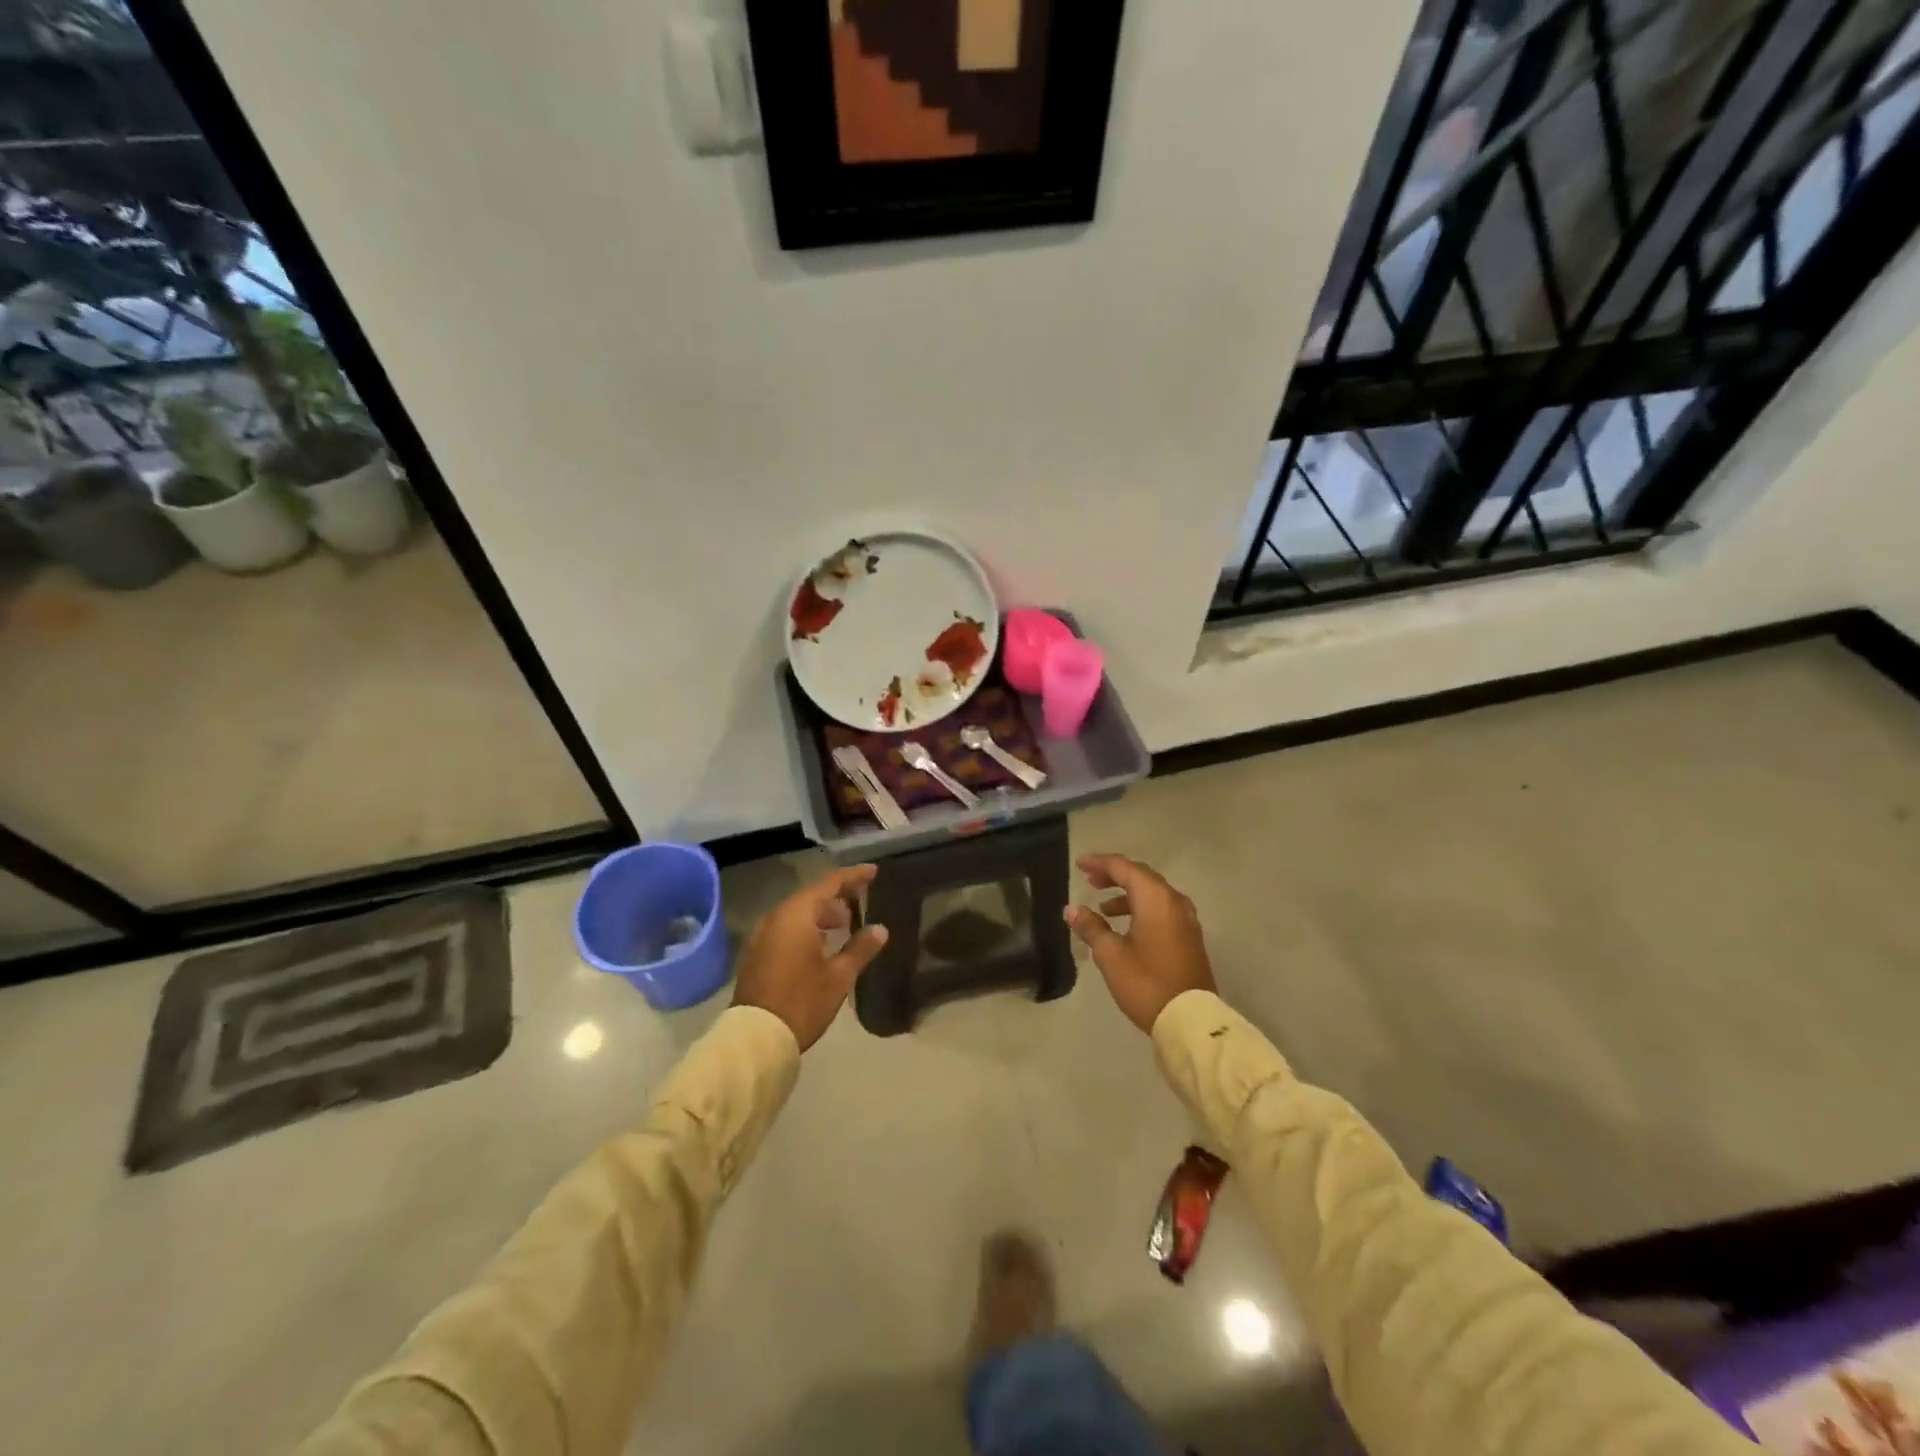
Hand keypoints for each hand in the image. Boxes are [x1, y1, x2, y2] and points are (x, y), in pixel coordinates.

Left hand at [733, 864, 888, 1050]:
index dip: (853, 876)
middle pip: (811, 896)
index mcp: (797, 915)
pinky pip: (786, 928)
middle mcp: (776, 918)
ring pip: (797, 913)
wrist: (756, 1038)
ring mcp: (762, 936)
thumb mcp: (839, 976)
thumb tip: (880, 929)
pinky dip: (806, 928)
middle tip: (860, 902)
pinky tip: (820, 944)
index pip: (830, 883)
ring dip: (820, 914)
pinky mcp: (757, 954)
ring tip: (843, 925)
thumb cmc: (802, 1001)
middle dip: (837, 897)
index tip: (873, 872)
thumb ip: (861, 948)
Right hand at [1065, 854, 1216, 1032]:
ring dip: (1127, 893)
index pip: (1123, 867)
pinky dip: (1141, 907)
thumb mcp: (1110, 955)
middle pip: (1141, 875)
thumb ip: (1091, 927)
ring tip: (1103, 907)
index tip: (1079, 864)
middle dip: (1113, 875)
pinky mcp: (1189, 936)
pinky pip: (1162, 908)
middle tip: (1089, 880)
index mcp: (1155, 898)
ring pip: (1153, 893)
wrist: (1190, 1020)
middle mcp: (1174, 900)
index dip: (1099, 863)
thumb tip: (1072, 909)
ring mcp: (1186, 918)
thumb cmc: (1146, 983)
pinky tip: (1126, 925)